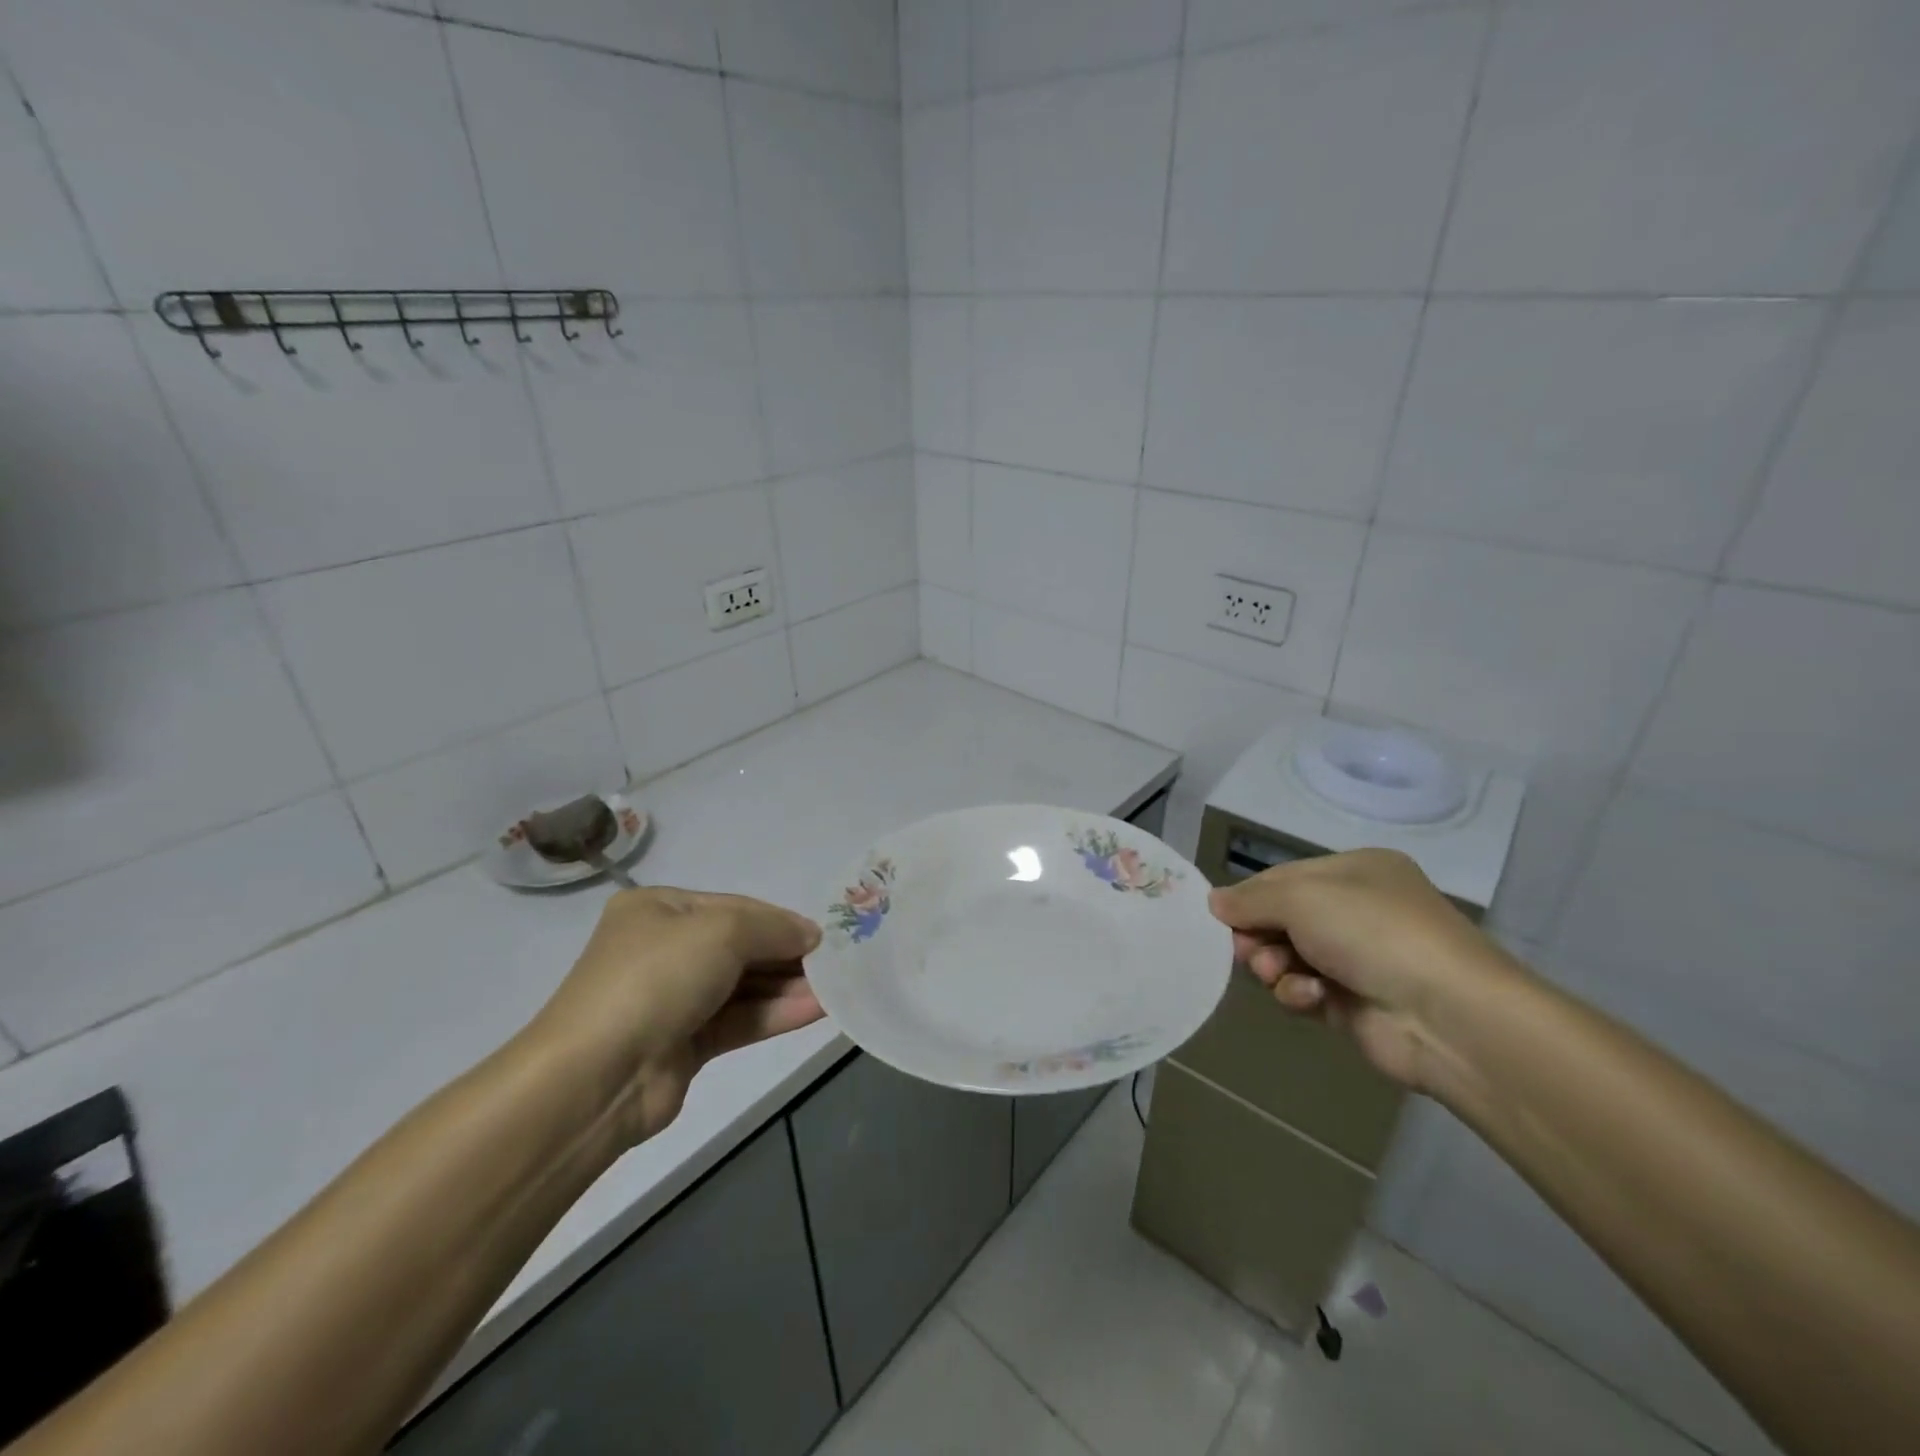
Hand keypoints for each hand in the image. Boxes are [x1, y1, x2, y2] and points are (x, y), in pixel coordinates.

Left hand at [527, 887, 823, 1144]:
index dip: (780, 921)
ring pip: (743, 987)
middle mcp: (665, 949)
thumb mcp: (722, 931)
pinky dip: (775, 1014)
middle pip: (741, 947)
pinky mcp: (684, 1044)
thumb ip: (773, 928)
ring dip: (788, 987)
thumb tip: (810, 935)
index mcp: (660, 910)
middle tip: (836, 964)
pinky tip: (816, 1010)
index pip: (734, 908)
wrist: (596, 1077)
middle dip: (788, 955)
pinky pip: (739, 1020)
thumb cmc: (657, 978)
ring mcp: (673, 999)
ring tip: (836, 989)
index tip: (823, 936)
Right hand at [1207, 850, 1519, 1092]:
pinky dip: (1298, 994)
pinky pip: (1305, 991)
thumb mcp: (1301, 897)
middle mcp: (1359, 910)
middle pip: (1282, 918)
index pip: (1284, 878)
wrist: (1448, 1016)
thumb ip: (1250, 898)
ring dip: (1274, 966)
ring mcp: (1359, 959)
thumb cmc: (1371, 932)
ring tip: (1276, 973)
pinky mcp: (1354, 1004)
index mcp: (1356, 871)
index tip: (1220, 916)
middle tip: (1244, 949)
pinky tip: (1310, 997)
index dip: (1250, 897)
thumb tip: (1214, 901)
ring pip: (1288, 957)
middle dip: (1258, 934)